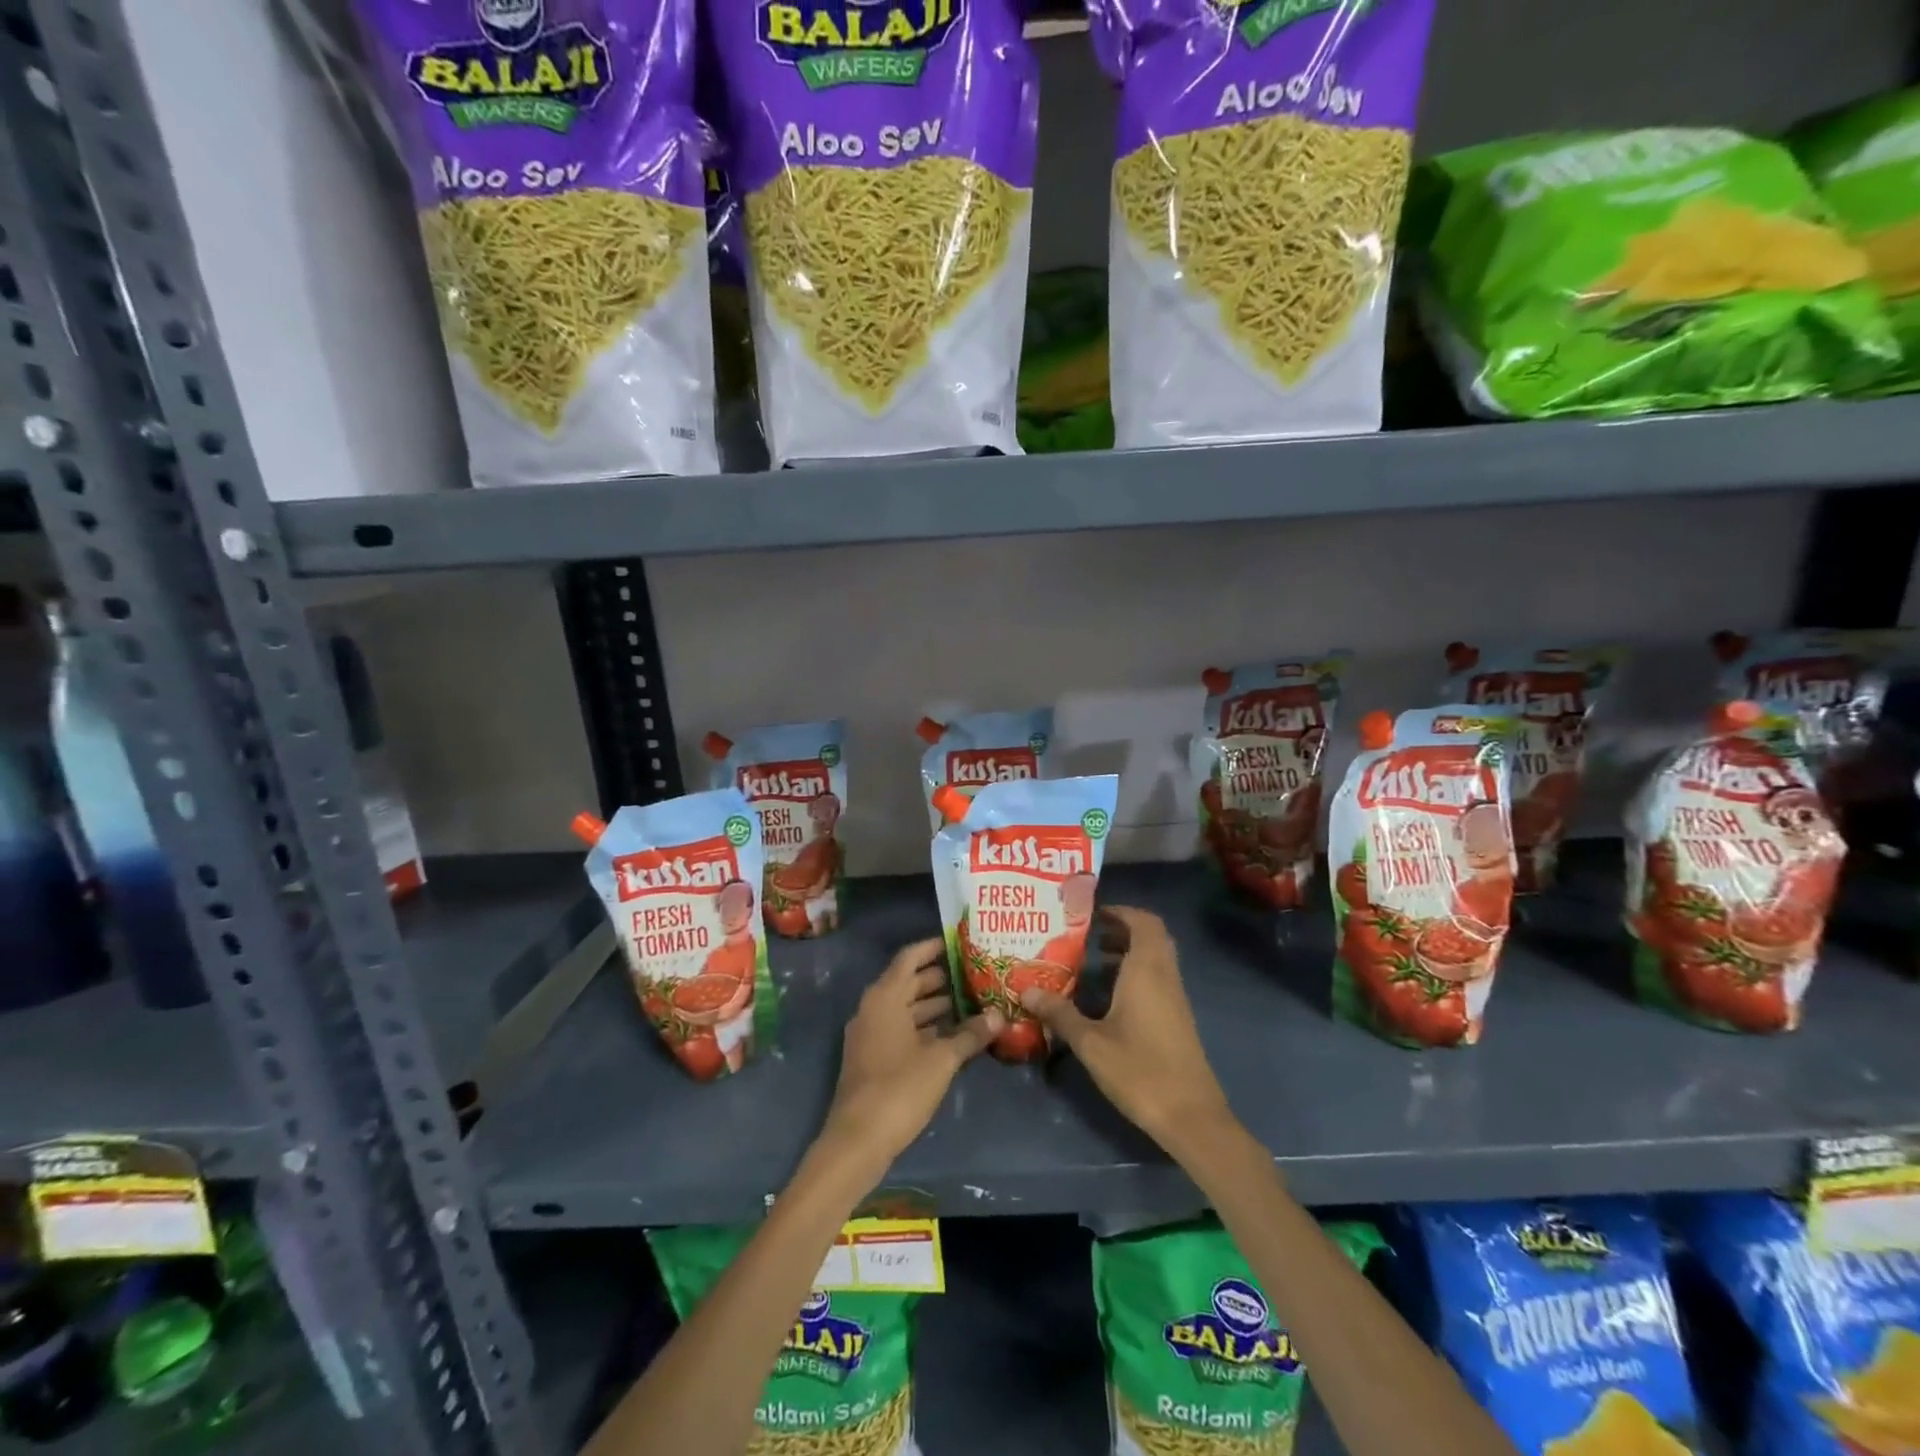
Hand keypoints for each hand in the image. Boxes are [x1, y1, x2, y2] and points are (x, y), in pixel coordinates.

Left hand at [816, 938, 1002, 1178]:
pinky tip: (952, 1035)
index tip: (960, 942)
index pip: (910, 958)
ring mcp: (870, 1034)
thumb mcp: (941, 1060)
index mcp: (885, 997)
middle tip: (975, 973)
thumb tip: (999, 1016)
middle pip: (908, 982)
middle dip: (940, 977)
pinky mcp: (873, 1058)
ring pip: (906, 1008)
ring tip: (971, 1002)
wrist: (857, 1140)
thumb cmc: (899, 1088)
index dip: (933, 947)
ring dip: (935, 1005)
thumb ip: (969, 1035)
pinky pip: (901, 1029)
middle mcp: (873, 1008)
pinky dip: (925, 1027)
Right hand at [1020, 907, 1232, 1153]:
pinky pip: (1157, 980)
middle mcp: (1165, 976)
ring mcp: (1175, 998)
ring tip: (1091, 964)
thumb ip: (1059, 1013)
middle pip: (1151, 937)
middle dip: (1122, 930)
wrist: (1191, 1116)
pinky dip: (1135, 975)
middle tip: (1089, 936)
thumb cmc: (1140, 1070)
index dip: (1121, 911)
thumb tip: (1026, 990)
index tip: (1092, 914)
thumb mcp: (1090, 1042)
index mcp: (1147, 970)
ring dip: (1128, 954)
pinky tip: (1108, 1000)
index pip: (1143, 921)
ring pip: (1155, 960)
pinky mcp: (1177, 1019)